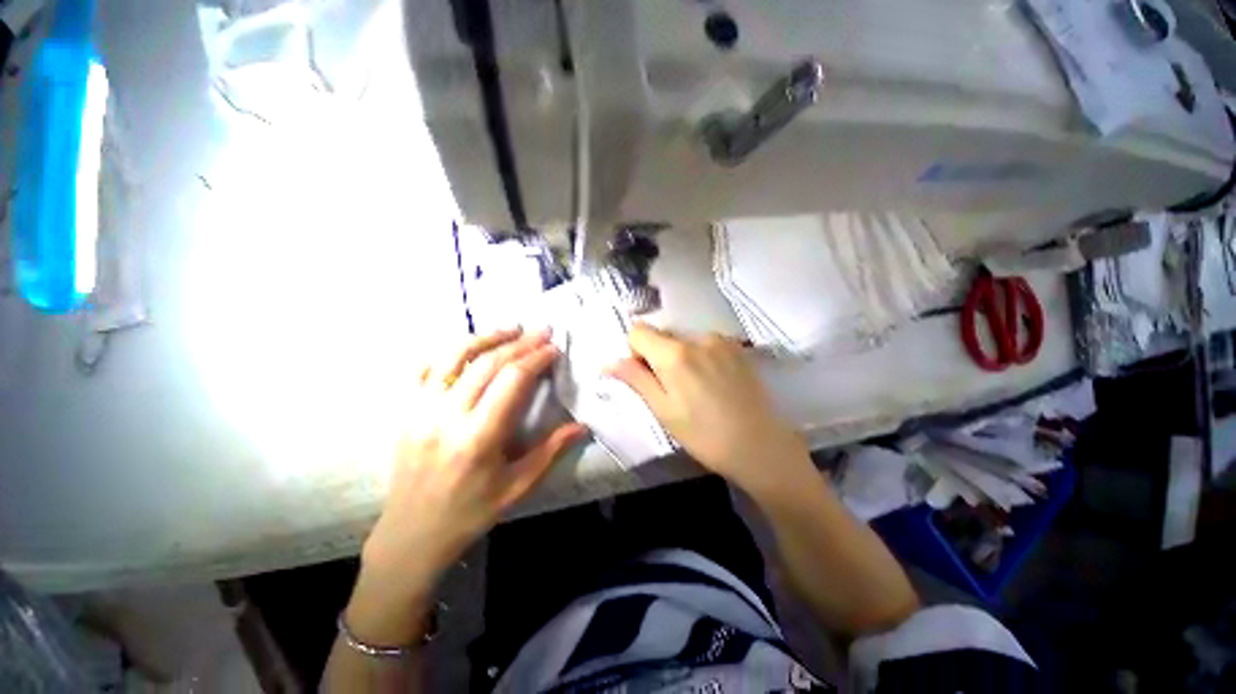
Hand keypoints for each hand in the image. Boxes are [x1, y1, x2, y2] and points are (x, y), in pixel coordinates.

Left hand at [361, 328, 585, 596]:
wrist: (412, 532)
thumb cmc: (471, 511)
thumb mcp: (518, 486)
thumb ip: (551, 451)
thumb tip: (582, 425)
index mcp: (479, 437)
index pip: (512, 381)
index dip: (536, 358)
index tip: (554, 349)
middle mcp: (447, 416)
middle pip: (488, 363)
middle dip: (520, 343)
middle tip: (542, 332)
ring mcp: (421, 410)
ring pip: (454, 357)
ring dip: (486, 337)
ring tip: (511, 328)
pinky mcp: (407, 410)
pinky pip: (426, 368)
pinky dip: (450, 351)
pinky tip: (469, 346)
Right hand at [607, 324, 810, 495]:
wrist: (760, 446)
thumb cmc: (704, 434)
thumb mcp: (663, 411)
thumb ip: (635, 380)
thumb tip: (608, 362)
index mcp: (674, 354)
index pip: (638, 331)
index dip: (635, 351)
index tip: (647, 376)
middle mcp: (696, 337)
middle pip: (662, 334)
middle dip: (658, 355)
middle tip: (672, 388)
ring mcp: (720, 340)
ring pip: (684, 339)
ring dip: (680, 356)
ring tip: (697, 387)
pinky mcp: (736, 347)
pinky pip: (705, 343)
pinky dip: (700, 356)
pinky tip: (714, 382)